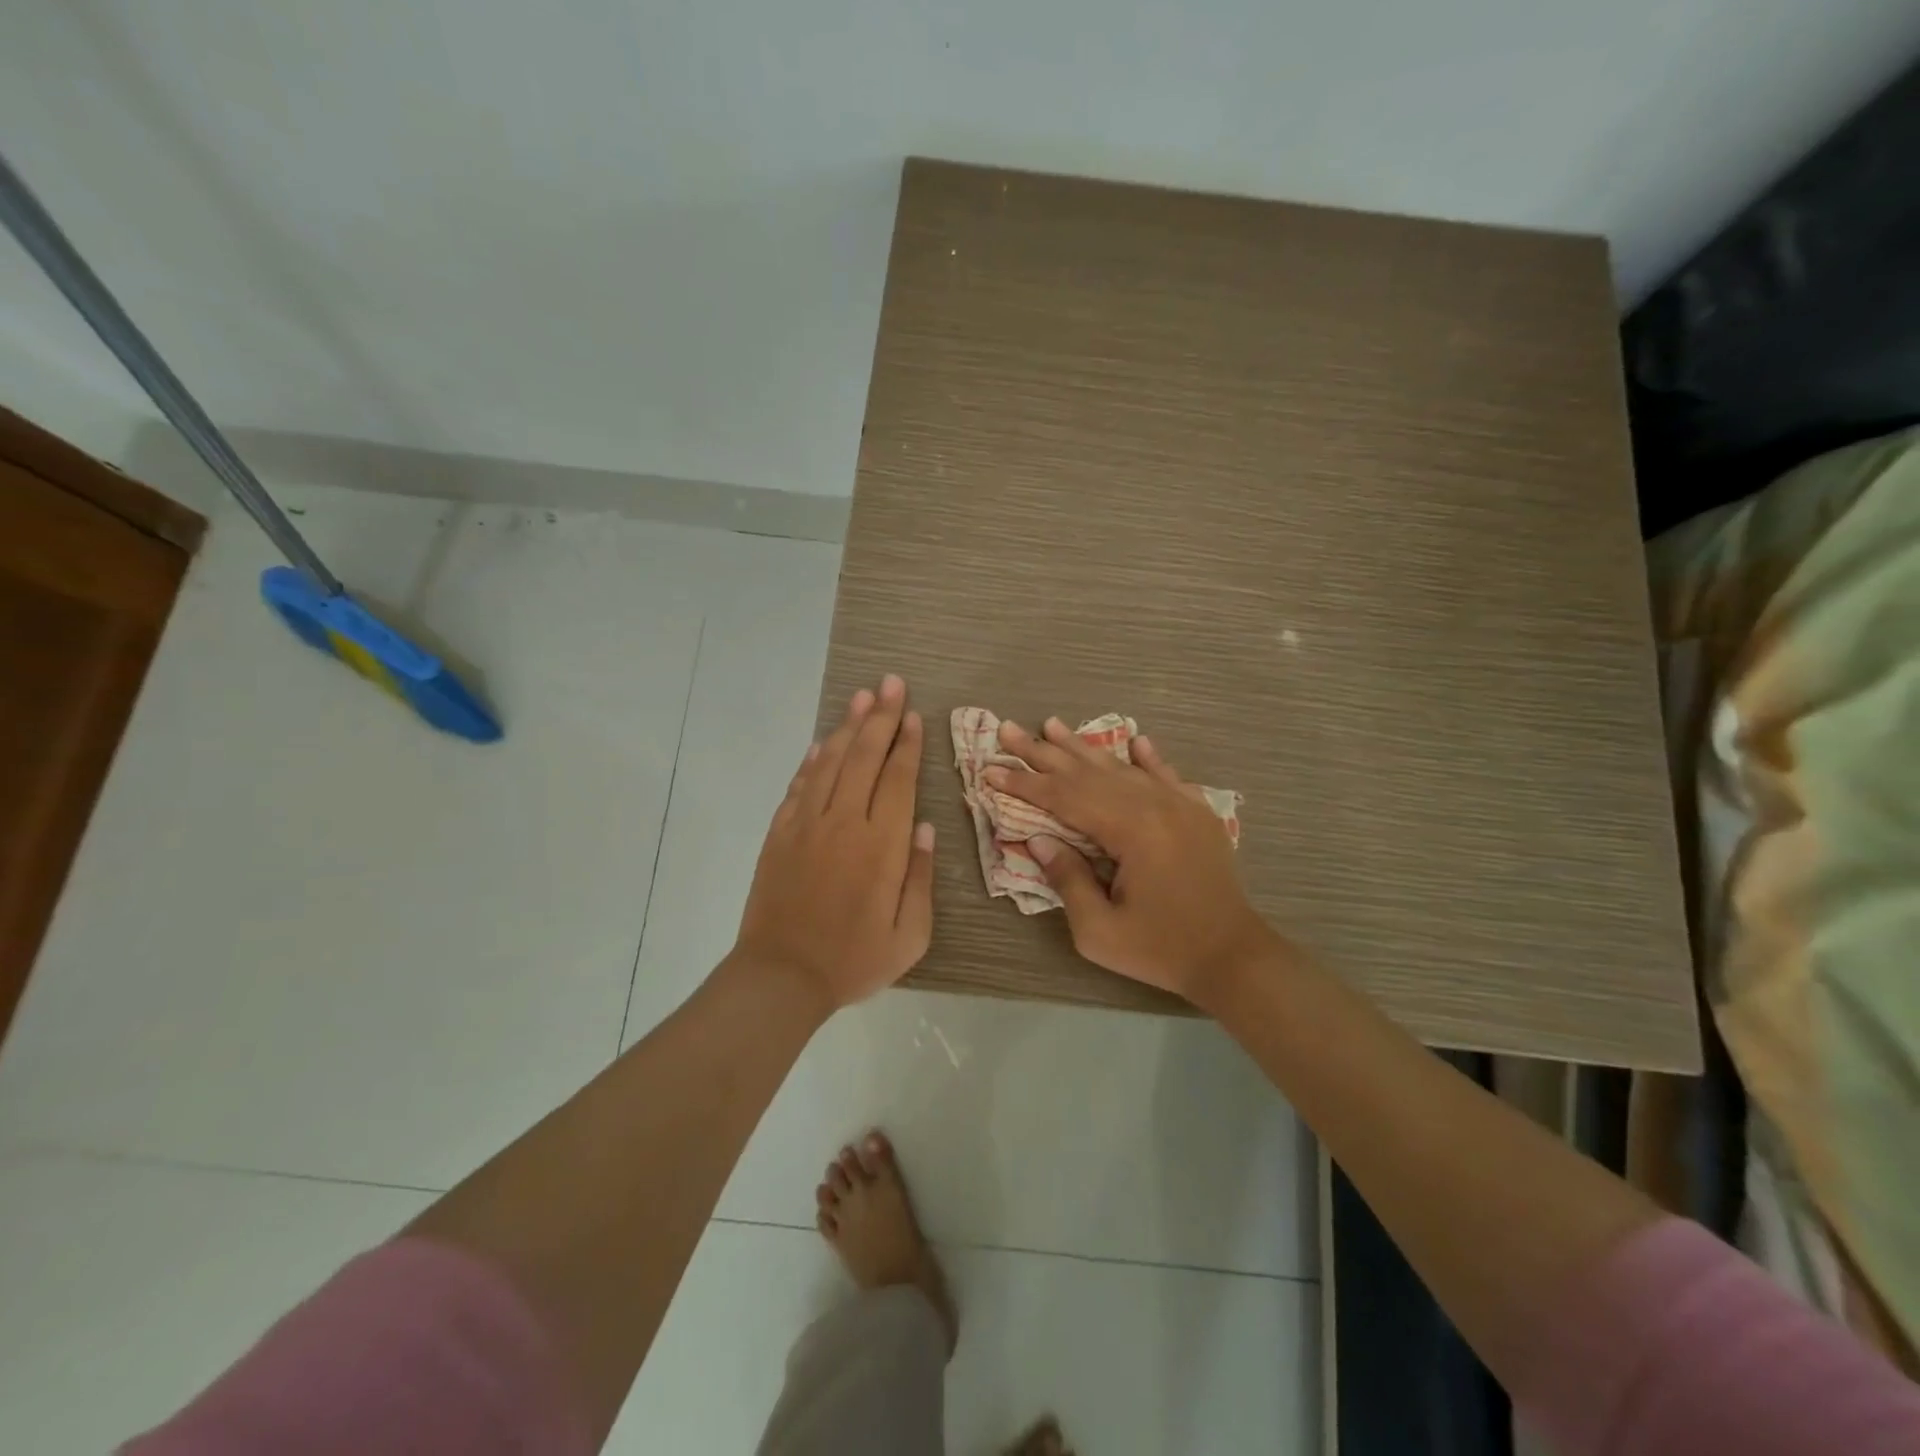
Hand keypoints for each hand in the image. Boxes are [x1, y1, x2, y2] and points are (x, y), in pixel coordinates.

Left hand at [735, 674, 935, 1013]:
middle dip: (880, 717)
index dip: (906, 743)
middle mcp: (844, 823)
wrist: (781, 976)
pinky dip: (813, 760)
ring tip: (862, 697)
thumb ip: (920, 876)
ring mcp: (807, 824)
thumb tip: (923, 826)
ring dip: (848, 727)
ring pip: (831, 762)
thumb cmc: (854, 960)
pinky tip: (824, 743)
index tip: (912, 715)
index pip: (897, 779)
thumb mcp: (910, 934)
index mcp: (881, 845)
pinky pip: (800, 785)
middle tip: (891, 684)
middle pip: (865, 757)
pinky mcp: (780, 833)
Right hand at [985, 718, 1275, 1001]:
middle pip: (1087, 772)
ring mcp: (1179, 805)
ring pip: (1121, 767)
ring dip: (1084, 746)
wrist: (1235, 956)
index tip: (990, 769)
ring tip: (1052, 724)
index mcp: (1130, 830)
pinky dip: (1148, 758)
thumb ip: (1067, 880)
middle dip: (1043, 753)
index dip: (1024, 784)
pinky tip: (1135, 740)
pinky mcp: (1197, 814)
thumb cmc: (1161, 949)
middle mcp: (1154, 805)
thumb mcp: (1099, 930)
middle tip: (1007, 729)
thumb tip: (1037, 839)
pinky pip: (1167, 775)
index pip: (1064, 798)